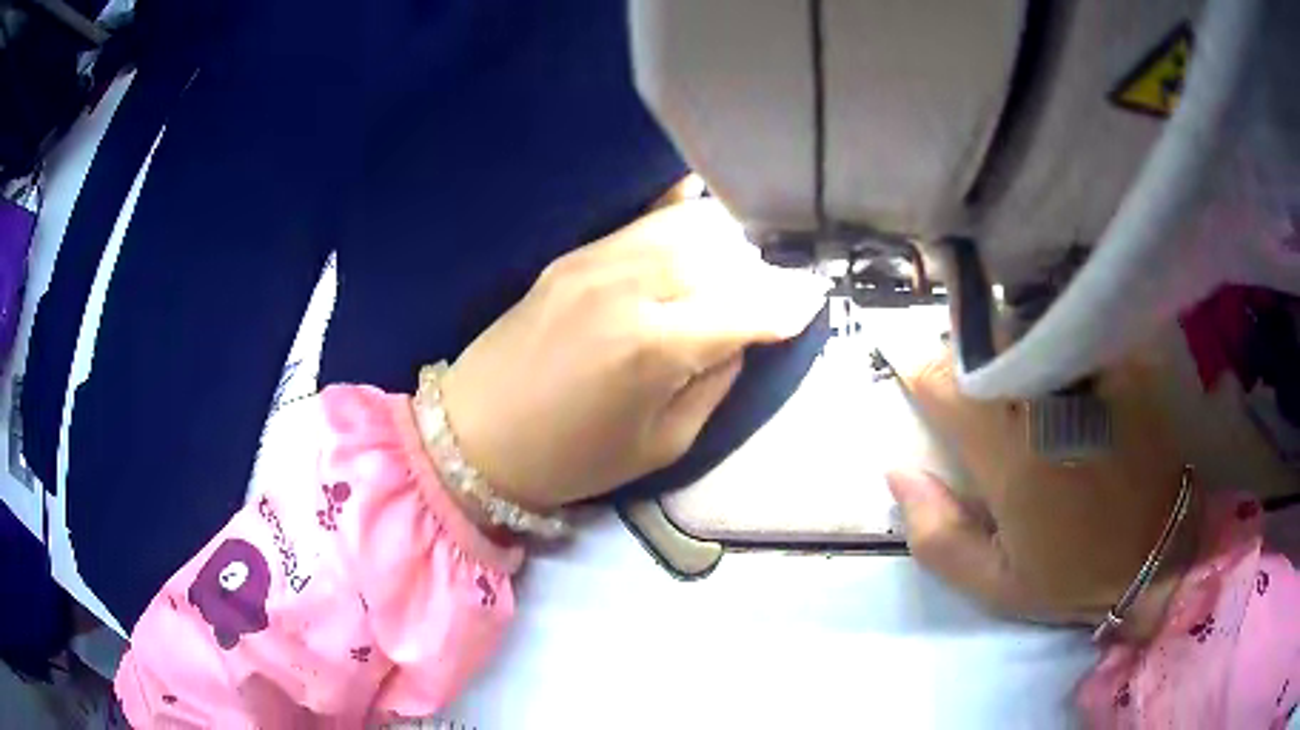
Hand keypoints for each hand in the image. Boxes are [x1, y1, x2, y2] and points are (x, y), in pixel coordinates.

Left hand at [439, 200, 829, 511]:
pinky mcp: (574, 254)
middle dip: (761, 270)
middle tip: (775, 289)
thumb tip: (743, 335)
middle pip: (723, 253)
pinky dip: (684, 219)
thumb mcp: (663, 443)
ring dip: (728, 241)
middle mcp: (630, 287)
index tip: (814, 298)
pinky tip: (701, 226)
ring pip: (688, 225)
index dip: (789, 302)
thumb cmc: (572, 458)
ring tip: (743, 263)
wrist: (476, 434)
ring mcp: (597, 260)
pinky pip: (646, 221)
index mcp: (654, 347)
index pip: (748, 306)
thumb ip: (714, 380)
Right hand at [888, 351, 1192, 636]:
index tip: (917, 378)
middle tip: (966, 375)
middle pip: (985, 342)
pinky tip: (1058, 357)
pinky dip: (1055, 332)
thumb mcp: (994, 583)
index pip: (944, 382)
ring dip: (1007, 337)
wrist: (1159, 553)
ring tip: (1010, 363)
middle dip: (964, 352)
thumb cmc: (1075, 574)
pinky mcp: (1124, 362)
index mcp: (1009, 454)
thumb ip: (936, 534)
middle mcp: (1048, 401)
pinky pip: (1075, 326)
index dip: (920, 371)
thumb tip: (897, 471)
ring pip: (1026, 324)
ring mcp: (1092, 374)